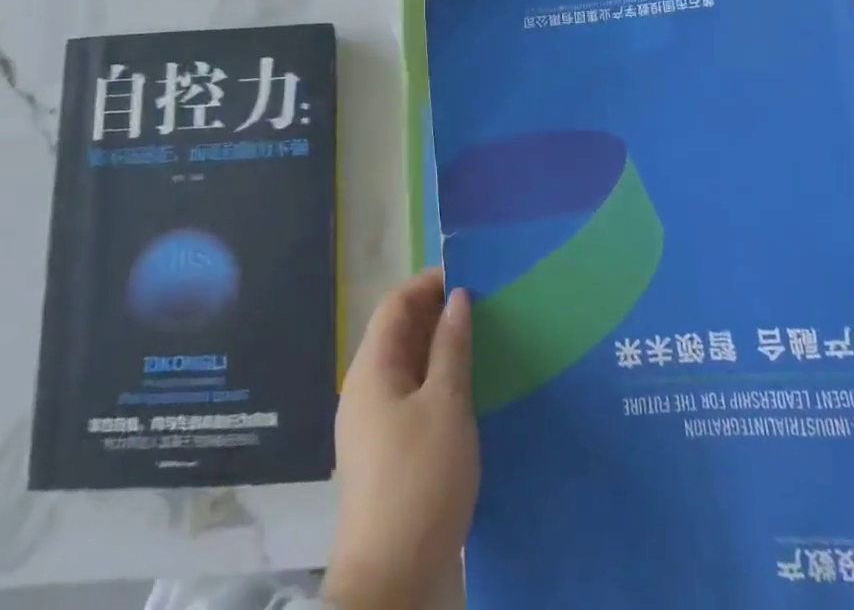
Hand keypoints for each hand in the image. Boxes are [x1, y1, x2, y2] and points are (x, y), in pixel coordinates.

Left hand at [325, 269, 478, 609]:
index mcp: (372, 369)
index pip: (396, 304)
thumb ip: (452, 347)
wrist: (390, 585)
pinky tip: (473, 392)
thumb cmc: (419, 482)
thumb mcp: (446, 406)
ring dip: (442, 351)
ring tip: (486, 342)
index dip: (428, 283)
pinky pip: (414, 399)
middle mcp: (367, 389)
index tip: (469, 276)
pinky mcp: (389, 455)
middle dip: (439, 314)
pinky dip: (440, 384)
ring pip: (409, 368)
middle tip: (486, 307)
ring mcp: (375, 425)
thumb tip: (457, 297)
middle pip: (400, 333)